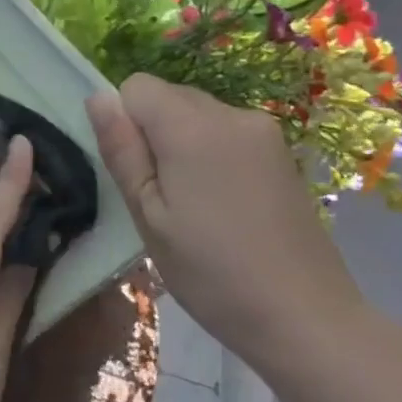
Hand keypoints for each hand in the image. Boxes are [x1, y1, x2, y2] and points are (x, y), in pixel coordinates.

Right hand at [85, 74, 373, 371]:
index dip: (124, 124)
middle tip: (161, 198)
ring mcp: (263, 131)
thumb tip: (97, 97)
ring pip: (197, 115)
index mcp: (193, 126)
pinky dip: (211, 155)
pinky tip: (223, 206)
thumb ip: (122, 151)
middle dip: (152, 134)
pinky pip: (226, 133)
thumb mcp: (149, 216)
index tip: (137, 175)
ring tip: (193, 207)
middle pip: (169, 96)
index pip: (136, 86)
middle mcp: (232, 113)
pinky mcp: (281, 152)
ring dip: (182, 145)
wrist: (304, 315)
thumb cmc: (210, 272)